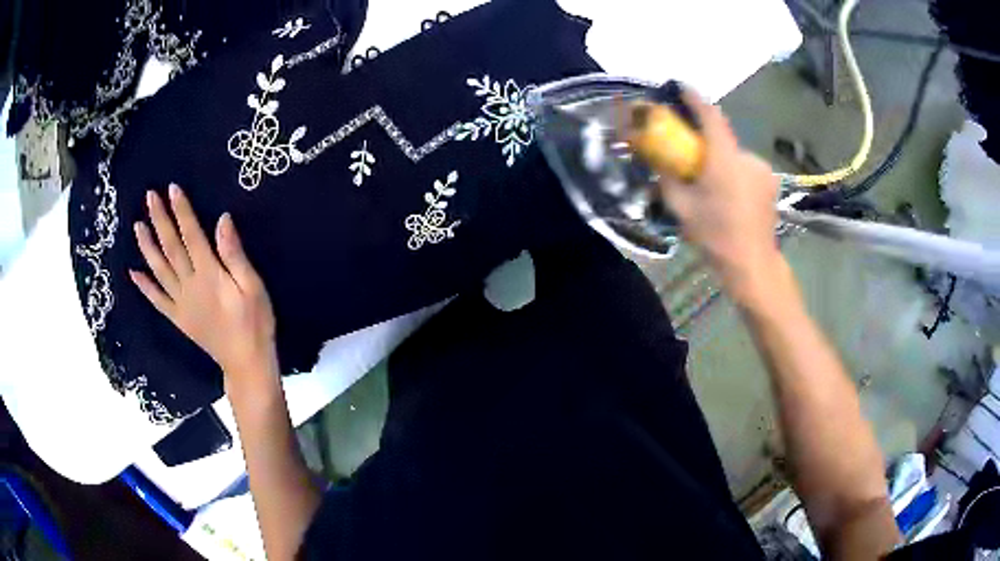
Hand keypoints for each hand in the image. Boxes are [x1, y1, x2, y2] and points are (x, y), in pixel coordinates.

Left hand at [130, 184, 276, 390]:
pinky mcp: (178, 318)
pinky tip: (134, 273)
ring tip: (137, 226)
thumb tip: (222, 220)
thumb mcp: (253, 286)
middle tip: (149, 197)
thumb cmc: (255, 322)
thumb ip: (234, 254)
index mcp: (209, 274)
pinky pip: (157, 300)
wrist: (246, 362)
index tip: (172, 189)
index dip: (181, 211)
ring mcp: (180, 303)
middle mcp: (190, 285)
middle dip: (160, 220)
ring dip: (147, 247)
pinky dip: (145, 287)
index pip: (191, 234)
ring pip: (159, 270)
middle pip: (171, 247)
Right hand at [656, 90, 784, 304]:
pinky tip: (727, 195)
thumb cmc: (716, 237)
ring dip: (720, 161)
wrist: (753, 266)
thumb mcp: (682, 208)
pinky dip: (733, 173)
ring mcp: (762, 171)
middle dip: (705, 141)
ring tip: (709, 184)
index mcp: (725, 159)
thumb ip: (667, 179)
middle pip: (721, 138)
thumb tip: (655, 161)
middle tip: (690, 156)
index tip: (681, 86)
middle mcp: (747, 157)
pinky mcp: (769, 183)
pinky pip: (745, 169)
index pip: (710, 116)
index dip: (695, 98)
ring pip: (734, 156)